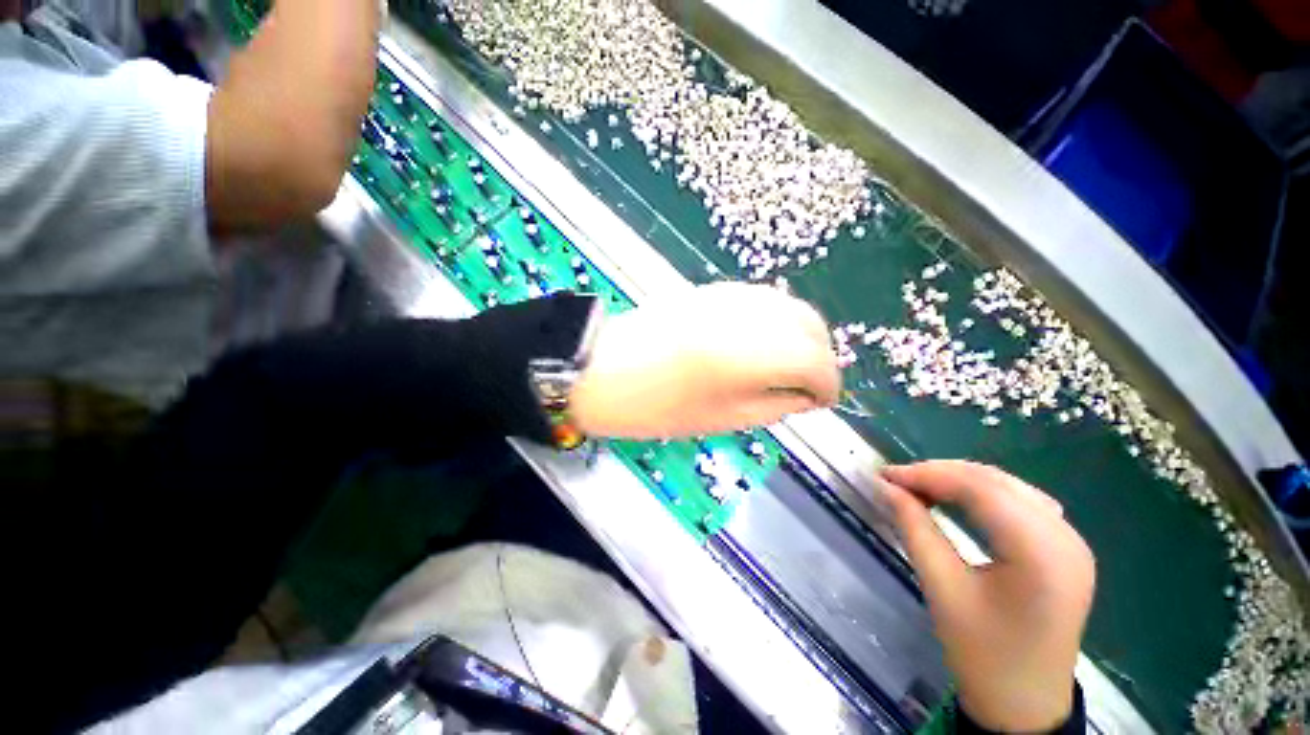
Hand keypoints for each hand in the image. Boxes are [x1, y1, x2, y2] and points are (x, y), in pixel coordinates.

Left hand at [570, 282, 839, 438]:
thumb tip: (805, 397)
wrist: (602, 369)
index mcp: (750, 353)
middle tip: (808, 384)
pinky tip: (762, 342)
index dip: (828, 385)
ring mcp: (729, 295)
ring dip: (800, 335)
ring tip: (787, 365)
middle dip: (819, 356)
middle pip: (810, 324)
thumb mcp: (722, 419)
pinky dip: (775, 321)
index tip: (824, 402)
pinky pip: (761, 300)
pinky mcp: (712, 289)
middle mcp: (747, 314)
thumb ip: (774, 406)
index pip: (816, 362)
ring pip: (789, 306)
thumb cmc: (656, 406)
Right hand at [879, 461, 1093, 732]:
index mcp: (1042, 555)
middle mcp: (1066, 539)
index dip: (927, 475)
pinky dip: (983, 493)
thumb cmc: (982, 654)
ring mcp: (1072, 543)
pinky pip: (1021, 502)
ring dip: (961, 480)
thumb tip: (884, 487)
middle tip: (896, 481)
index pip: (980, 490)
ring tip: (920, 488)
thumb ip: (914, 528)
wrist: (1025, 704)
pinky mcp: (1066, 549)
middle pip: (997, 482)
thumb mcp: (942, 588)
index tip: (885, 476)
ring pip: (1009, 487)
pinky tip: (959, 501)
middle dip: (941, 474)